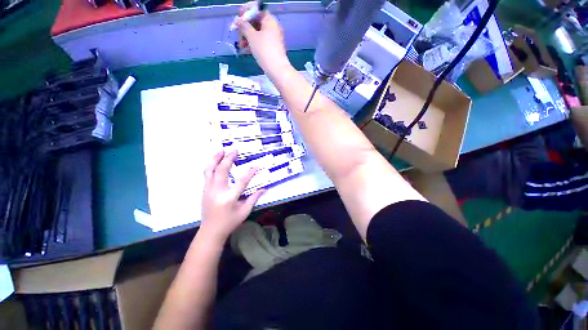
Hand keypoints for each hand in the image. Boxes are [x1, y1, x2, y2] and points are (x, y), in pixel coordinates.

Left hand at [200, 150, 264, 242]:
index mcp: (229, 199)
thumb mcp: (244, 212)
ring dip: (215, 158)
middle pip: (221, 171)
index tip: (256, 166)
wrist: (210, 231)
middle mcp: (217, 192)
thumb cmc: (230, 222)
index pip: (241, 182)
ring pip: (209, 170)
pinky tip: (216, 161)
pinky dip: (211, 165)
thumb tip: (264, 188)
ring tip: (221, 150)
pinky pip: (207, 174)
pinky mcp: (204, 190)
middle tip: (234, 150)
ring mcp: (208, 190)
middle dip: (228, 158)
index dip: (250, 173)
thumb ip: (254, 198)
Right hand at [234, 4, 289, 74]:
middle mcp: (273, 28)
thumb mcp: (251, 36)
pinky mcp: (272, 49)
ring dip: (247, 38)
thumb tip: (238, 21)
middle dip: (245, 28)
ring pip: (258, 34)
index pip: (257, 10)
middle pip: (256, 23)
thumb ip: (244, 26)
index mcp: (270, 20)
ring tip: (240, 45)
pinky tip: (246, 50)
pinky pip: (261, 43)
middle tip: (237, 34)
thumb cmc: (264, 50)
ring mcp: (273, 39)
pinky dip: (253, 44)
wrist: (277, 70)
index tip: (238, 19)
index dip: (246, 13)